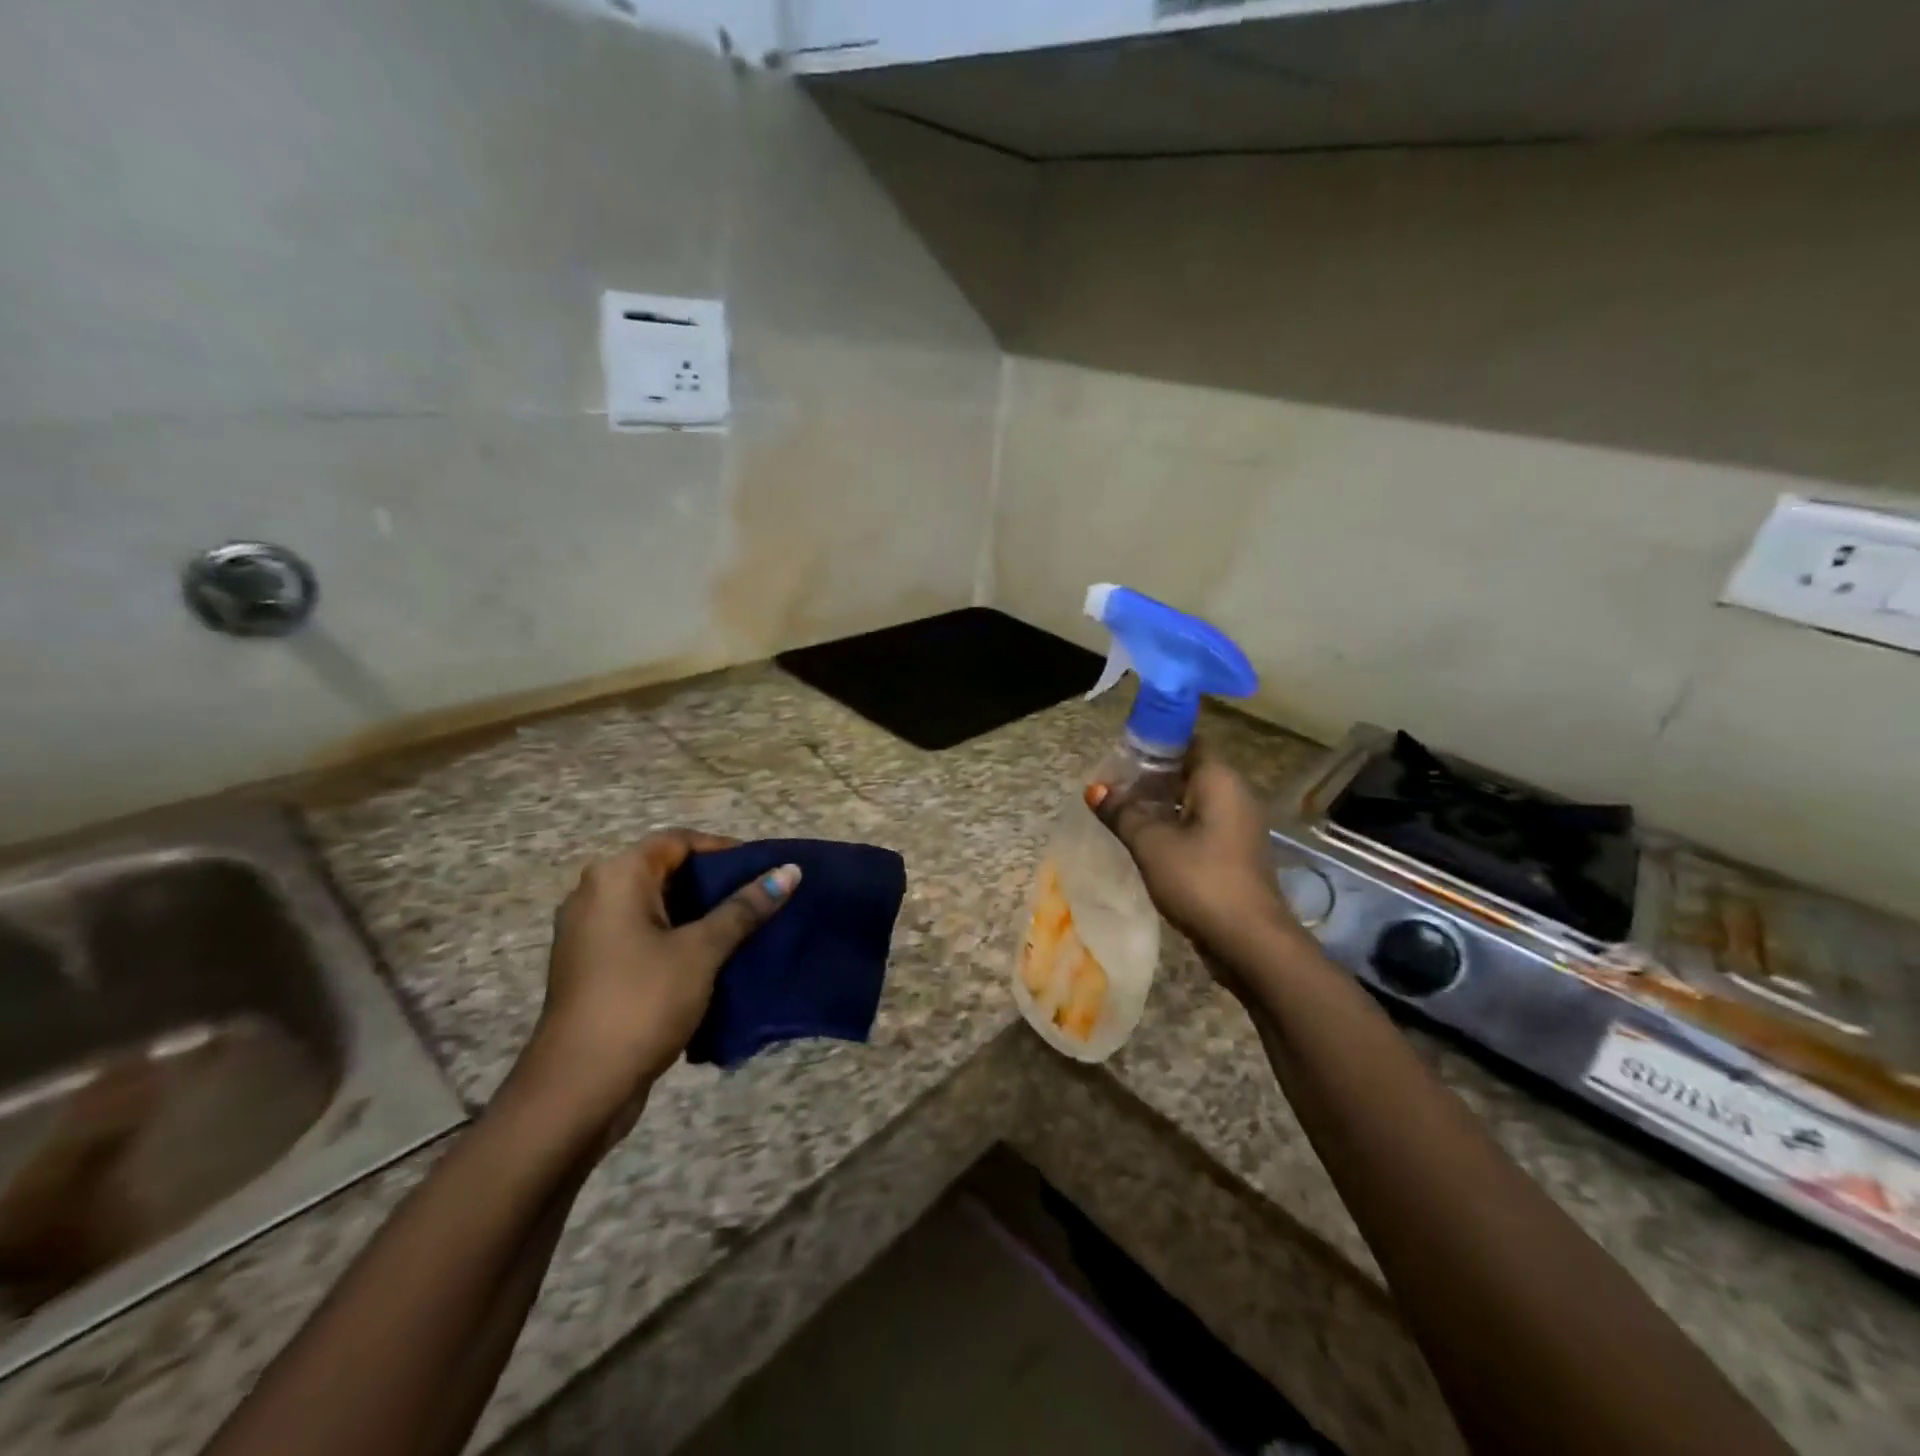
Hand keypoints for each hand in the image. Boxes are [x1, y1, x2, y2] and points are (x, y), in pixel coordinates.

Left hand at [518, 830, 799, 1136]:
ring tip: (745, 929)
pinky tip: (712, 961)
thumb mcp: (702, 951)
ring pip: (655, 908)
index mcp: (616, 877)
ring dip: (698, 916)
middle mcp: (594, 895)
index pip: (677, 841)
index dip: (723, 849)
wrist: (578, 1089)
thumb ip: (745, 908)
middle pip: (665, 872)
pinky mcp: (592, 968)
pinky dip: (676, 940)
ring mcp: (588, 934)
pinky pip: (641, 937)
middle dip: (714, 885)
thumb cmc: (642, 1002)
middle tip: (760, 899)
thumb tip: (790, 870)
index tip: (763, 869)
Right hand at [1089, 745, 1299, 972]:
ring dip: (1159, 803)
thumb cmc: (1200, 880)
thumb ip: (1122, 812)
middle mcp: (1234, 794)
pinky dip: (1173, 824)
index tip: (1120, 752)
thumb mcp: (1151, 843)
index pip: (1186, 741)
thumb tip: (1094, 788)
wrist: (1249, 942)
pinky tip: (1145, 838)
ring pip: (1192, 800)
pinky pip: (1199, 825)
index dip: (1153, 742)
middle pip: (1187, 770)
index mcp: (1219, 780)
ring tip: (1121, 809)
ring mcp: (1238, 825)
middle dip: (1149, 775)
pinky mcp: (1234, 852)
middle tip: (1112, 783)